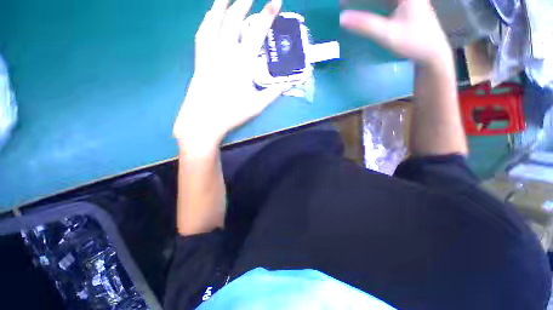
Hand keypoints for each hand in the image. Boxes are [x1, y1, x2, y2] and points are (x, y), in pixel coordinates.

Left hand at [174, 0, 283, 152]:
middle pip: (234, 20)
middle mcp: (225, 53)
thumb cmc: (232, 114)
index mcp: (242, 64)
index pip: (257, 34)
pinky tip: (210, 14)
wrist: (204, 120)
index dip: (267, 15)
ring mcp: (210, 54)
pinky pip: (202, 33)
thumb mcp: (257, 106)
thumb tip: (288, 83)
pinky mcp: (200, 59)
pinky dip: (207, 20)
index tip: (276, 1)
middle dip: (244, 2)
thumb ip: (273, 93)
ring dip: (222, 4)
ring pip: (215, 21)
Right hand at [340, 0, 451, 66]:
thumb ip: (365, 25)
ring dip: (364, 3)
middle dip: (359, 1)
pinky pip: (383, 2)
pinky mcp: (403, 6)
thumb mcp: (388, 34)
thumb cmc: (414, 43)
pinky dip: (371, 5)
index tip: (341, 3)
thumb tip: (342, 17)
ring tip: (346, 6)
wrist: (432, 53)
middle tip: (342, 5)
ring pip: (380, 0)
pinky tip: (361, 10)